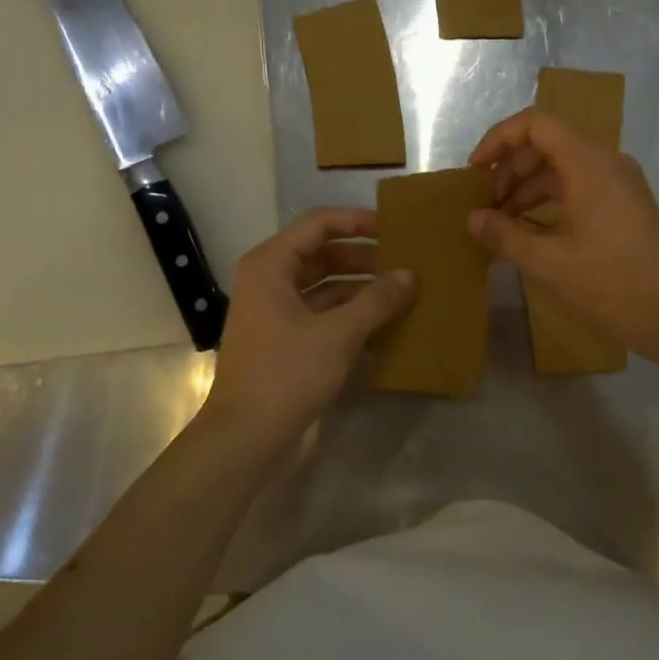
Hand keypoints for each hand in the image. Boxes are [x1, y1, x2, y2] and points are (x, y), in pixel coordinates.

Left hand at [205, 208, 415, 440]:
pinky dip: (352, 317)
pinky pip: (324, 317)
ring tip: (404, 293)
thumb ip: (378, 300)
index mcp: (270, 265)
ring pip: (326, 288)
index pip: (318, 225)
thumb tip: (410, 275)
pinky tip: (387, 326)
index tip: (394, 229)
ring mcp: (277, 314)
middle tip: (406, 263)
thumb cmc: (288, 373)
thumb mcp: (339, 333)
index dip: (356, 222)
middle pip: (322, 255)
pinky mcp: (287, 343)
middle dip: (364, 258)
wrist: (248, 437)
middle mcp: (270, 282)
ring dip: (361, 290)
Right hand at [467, 109, 658, 350]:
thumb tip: (473, 220)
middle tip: (486, 207)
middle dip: (510, 170)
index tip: (475, 172)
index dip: (499, 139)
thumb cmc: (611, 283)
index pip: (536, 124)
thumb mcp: (548, 262)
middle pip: (548, 144)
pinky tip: (532, 234)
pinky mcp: (625, 207)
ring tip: (502, 225)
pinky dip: (550, 202)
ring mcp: (620, 184)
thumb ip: (505, 236)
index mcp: (588, 163)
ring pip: (563, 169)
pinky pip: (579, 188)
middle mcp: (606, 163)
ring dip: (528, 189)